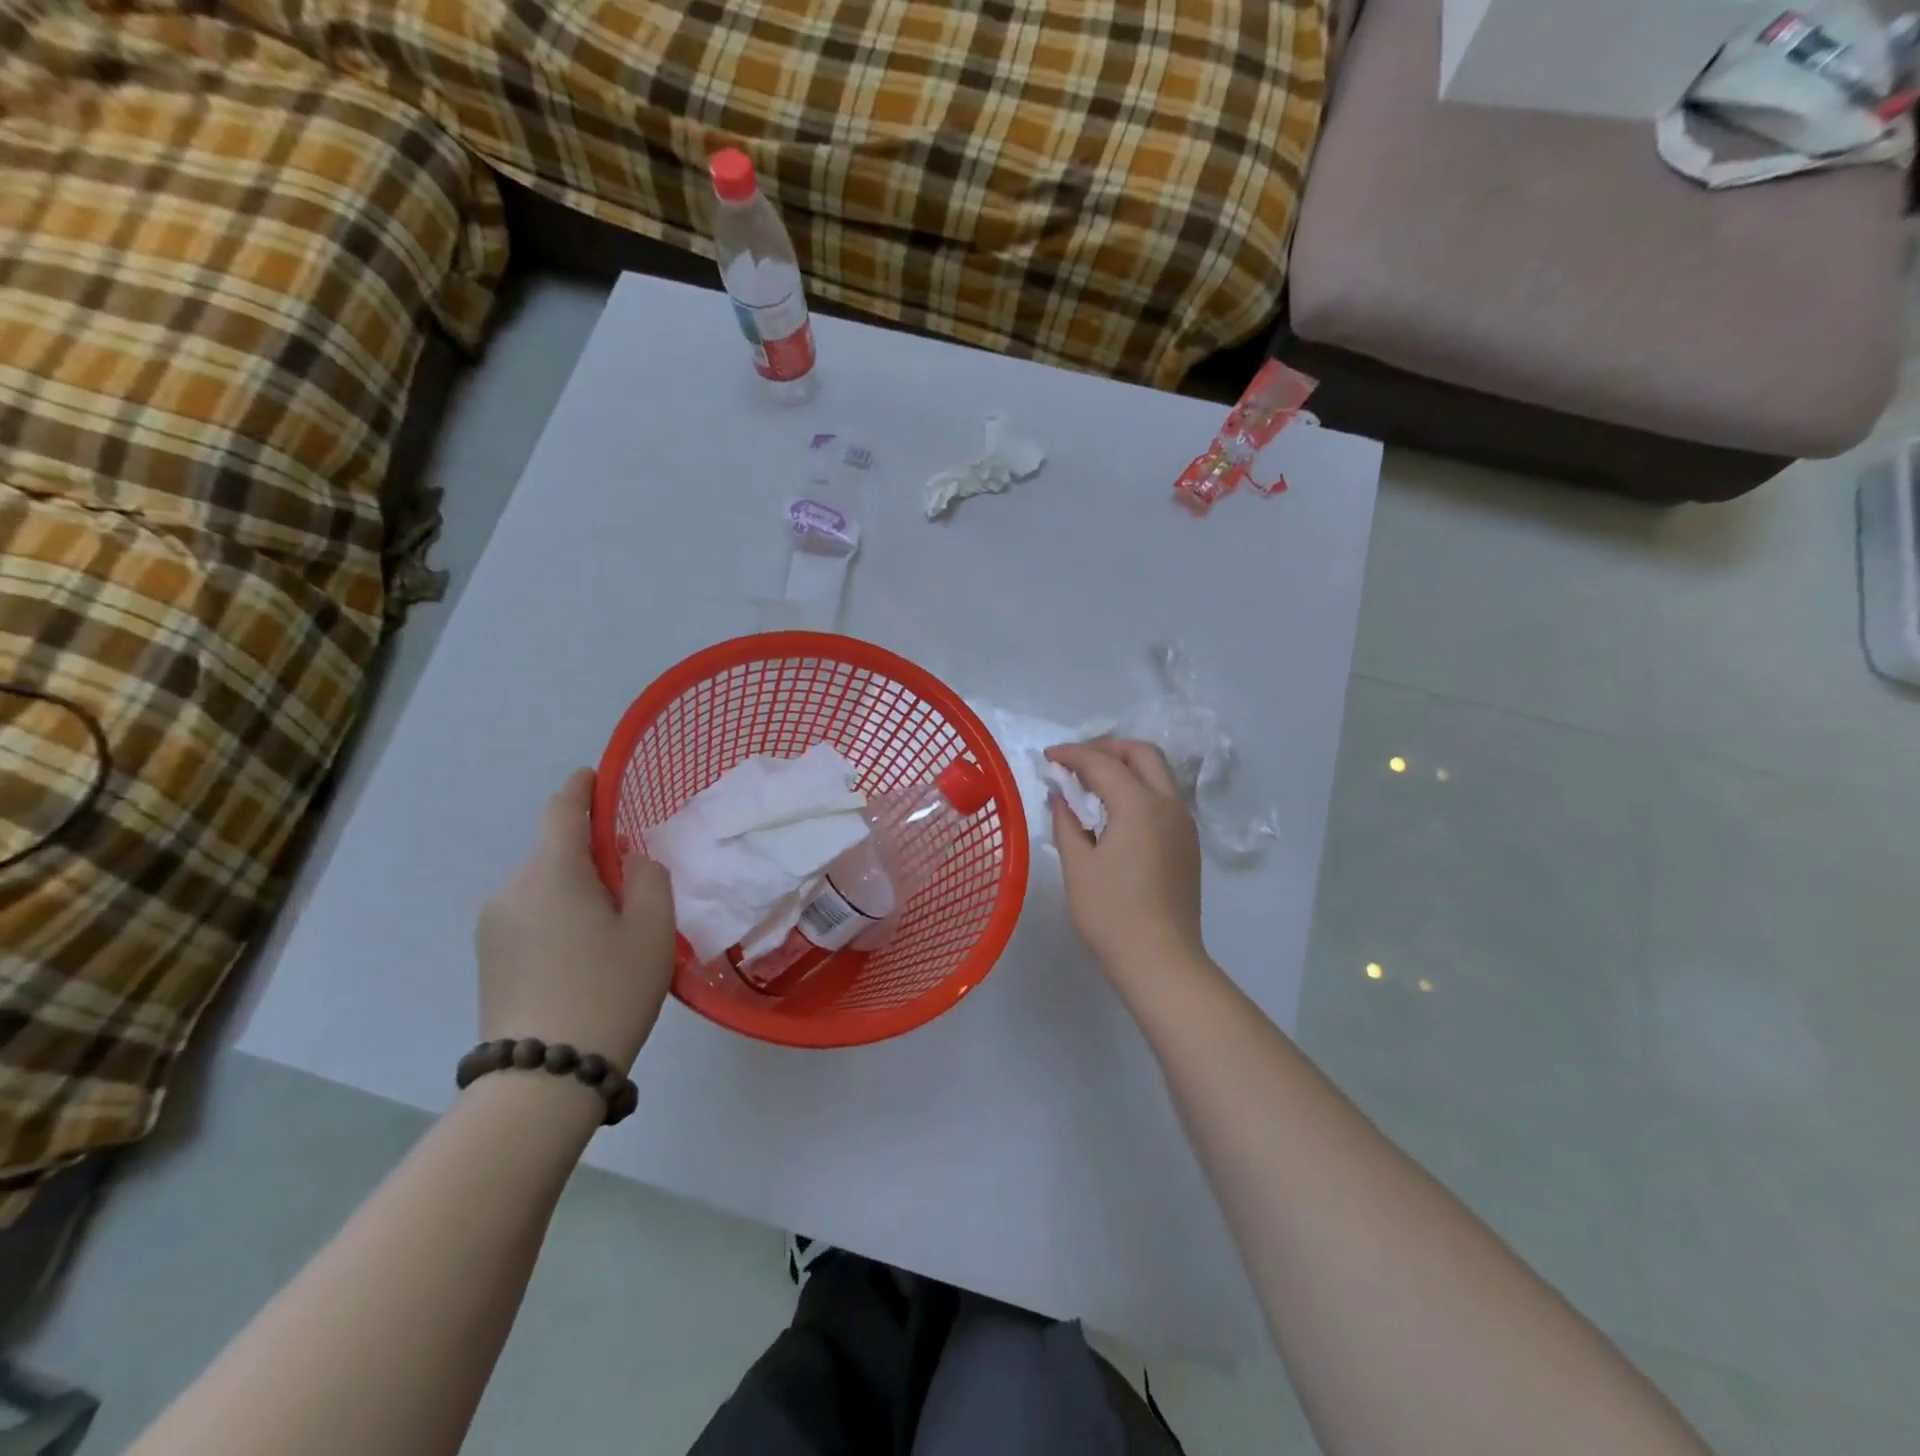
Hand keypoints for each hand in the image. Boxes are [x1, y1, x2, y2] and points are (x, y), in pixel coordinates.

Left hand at [475, 769, 675, 1073]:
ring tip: (612, 931)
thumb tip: (630, 862)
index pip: (563, 809)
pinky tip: (584, 956)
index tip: (597, 777)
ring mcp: (492, 926)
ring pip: (544, 887)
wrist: (542, 1078)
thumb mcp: (653, 927)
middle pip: (556, 851)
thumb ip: (649, 876)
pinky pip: (530, 916)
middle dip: (592, 854)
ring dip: (576, 890)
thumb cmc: (609, 989)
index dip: (582, 787)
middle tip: (635, 885)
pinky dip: (559, 917)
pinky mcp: (487, 958)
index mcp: (551, 871)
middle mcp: (511, 889)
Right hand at [1045, 738, 1204, 981]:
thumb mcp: (1078, 866)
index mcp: (1139, 805)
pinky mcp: (1188, 844)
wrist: (1161, 961)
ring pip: (1159, 774)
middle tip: (1076, 761)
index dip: (1072, 755)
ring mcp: (1184, 824)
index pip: (1102, 763)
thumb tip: (1062, 797)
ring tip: (1093, 783)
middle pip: (1143, 754)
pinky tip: (1116, 811)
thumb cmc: (1111, 914)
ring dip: (1126, 767)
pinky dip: (1139, 788)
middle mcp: (1169, 805)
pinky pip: (1164, 798)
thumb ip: (1067, 822)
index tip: (1048, 757)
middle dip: (1108, 748)